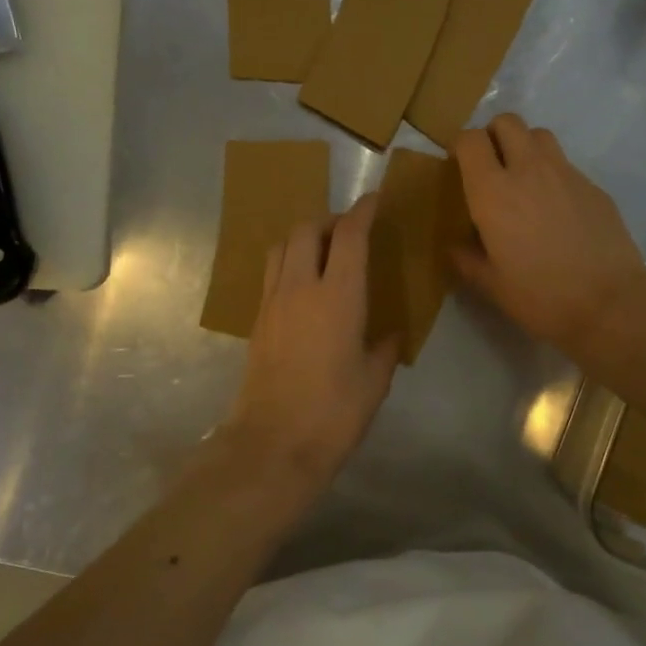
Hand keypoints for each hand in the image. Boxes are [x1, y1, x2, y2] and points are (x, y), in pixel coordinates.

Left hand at [222, 193, 399, 493]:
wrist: (273, 445)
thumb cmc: (334, 413)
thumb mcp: (374, 381)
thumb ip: (383, 348)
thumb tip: (388, 335)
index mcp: (337, 295)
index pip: (348, 235)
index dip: (362, 211)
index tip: (375, 200)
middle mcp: (299, 287)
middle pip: (306, 229)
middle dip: (329, 219)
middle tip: (349, 230)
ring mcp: (272, 302)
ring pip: (281, 246)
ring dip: (303, 237)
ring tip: (323, 250)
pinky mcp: (257, 321)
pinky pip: (271, 273)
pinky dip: (288, 262)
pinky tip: (304, 284)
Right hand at [451, 113, 645, 352]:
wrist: (610, 303)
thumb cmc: (541, 296)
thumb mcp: (492, 285)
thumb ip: (467, 260)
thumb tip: (456, 247)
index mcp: (493, 192)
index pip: (470, 139)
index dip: (461, 146)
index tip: (459, 166)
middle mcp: (528, 170)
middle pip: (507, 122)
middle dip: (494, 134)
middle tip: (492, 165)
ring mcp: (566, 174)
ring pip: (540, 135)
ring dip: (526, 146)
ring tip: (524, 180)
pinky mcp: (594, 187)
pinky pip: (566, 165)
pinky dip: (554, 175)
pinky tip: (558, 211)